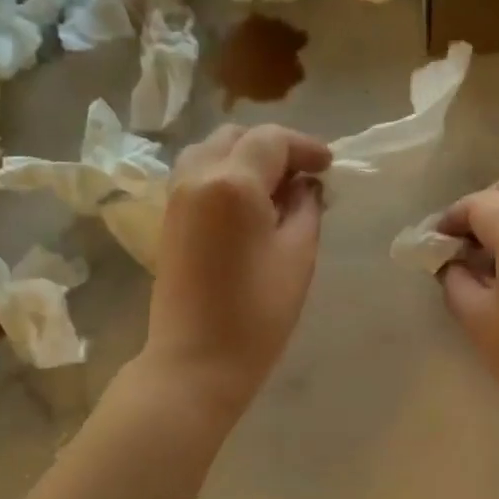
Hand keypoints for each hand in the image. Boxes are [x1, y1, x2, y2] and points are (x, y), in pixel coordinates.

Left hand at [142, 123, 330, 416]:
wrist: (197, 361)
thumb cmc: (257, 314)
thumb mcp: (298, 256)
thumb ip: (306, 209)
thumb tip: (306, 185)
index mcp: (232, 182)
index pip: (271, 141)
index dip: (305, 147)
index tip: (329, 167)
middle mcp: (197, 177)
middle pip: (237, 137)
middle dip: (274, 148)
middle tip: (305, 176)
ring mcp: (176, 197)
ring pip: (211, 151)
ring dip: (245, 157)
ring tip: (275, 186)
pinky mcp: (169, 219)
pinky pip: (197, 175)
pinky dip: (225, 173)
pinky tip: (248, 202)